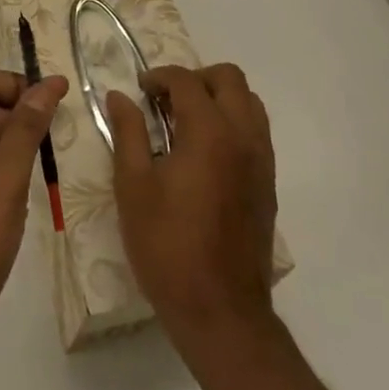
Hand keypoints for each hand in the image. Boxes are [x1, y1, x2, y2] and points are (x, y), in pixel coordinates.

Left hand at [0, 68, 67, 385]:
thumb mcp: (4, 181)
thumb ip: (26, 129)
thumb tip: (47, 84)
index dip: (17, 84)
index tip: (56, 103)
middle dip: (23, 116)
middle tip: (66, 138)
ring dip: (19, 147)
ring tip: (56, 166)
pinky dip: (9, 174)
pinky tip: (32, 196)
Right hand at [107, 64, 278, 360]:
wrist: (221, 312)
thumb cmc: (167, 245)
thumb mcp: (133, 185)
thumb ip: (128, 132)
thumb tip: (119, 96)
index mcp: (209, 133)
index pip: (186, 81)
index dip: (159, 77)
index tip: (138, 91)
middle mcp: (243, 138)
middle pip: (229, 79)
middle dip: (195, 79)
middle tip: (165, 100)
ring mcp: (261, 162)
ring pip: (249, 104)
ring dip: (219, 99)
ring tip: (185, 123)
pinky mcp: (268, 186)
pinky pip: (256, 133)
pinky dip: (232, 124)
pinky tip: (203, 154)